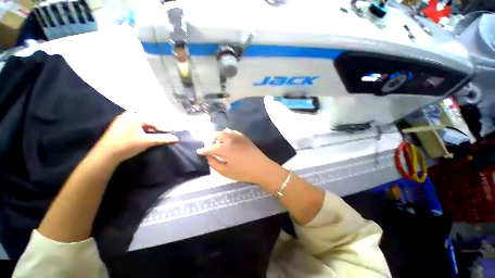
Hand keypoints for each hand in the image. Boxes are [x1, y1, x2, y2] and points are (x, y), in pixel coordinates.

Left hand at [95, 112, 178, 162]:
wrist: (105, 155)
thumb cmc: (128, 145)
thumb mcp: (147, 141)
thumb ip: (163, 139)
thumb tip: (176, 138)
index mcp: (135, 116)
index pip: (154, 122)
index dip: (163, 129)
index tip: (169, 135)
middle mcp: (128, 115)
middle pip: (147, 122)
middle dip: (155, 129)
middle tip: (161, 136)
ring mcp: (121, 120)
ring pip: (140, 124)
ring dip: (148, 131)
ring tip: (152, 138)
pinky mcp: (117, 127)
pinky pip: (133, 127)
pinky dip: (140, 131)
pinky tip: (141, 138)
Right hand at [197, 129, 282, 185]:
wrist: (261, 167)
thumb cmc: (243, 172)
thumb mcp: (226, 171)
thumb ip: (214, 163)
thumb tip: (209, 157)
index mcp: (224, 148)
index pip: (210, 148)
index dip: (204, 150)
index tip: (199, 152)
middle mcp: (230, 139)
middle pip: (217, 135)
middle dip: (211, 140)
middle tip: (211, 148)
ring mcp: (238, 137)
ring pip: (225, 131)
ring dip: (220, 137)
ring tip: (220, 144)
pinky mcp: (245, 137)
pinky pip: (234, 132)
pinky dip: (228, 135)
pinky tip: (229, 141)